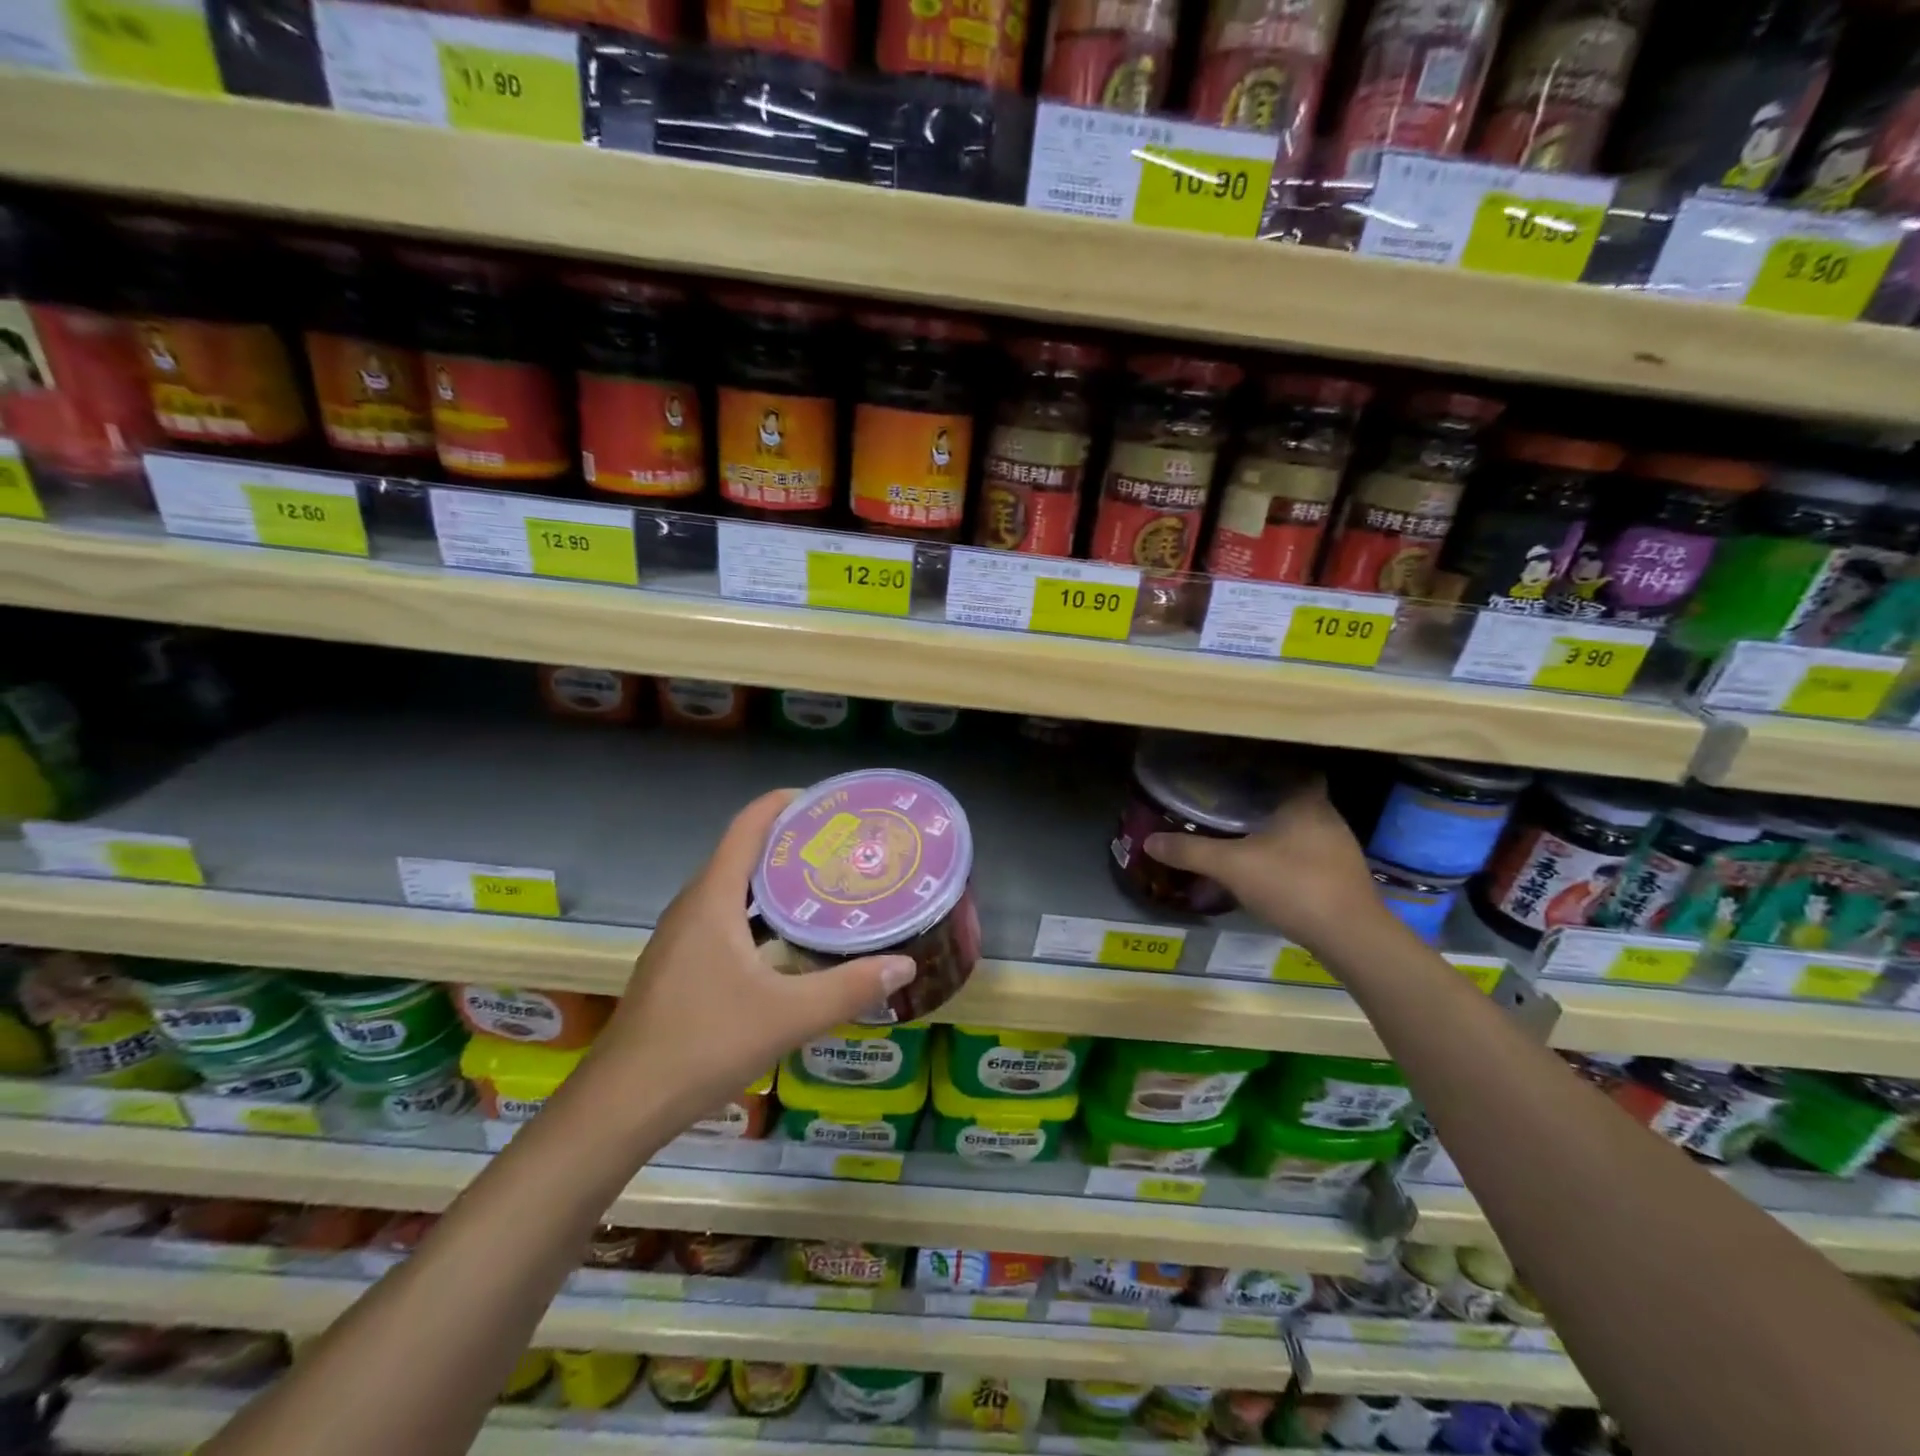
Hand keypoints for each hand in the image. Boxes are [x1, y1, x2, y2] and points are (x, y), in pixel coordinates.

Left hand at [580, 789, 916, 1132]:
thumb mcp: (787, 1016)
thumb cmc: (703, 1045)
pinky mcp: (680, 964)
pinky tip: (789, 940)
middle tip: (843, 847)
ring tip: (825, 885)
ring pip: (733, 888)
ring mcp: (681, 936)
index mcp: (713, 899)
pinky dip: (759, 913)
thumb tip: (905, 964)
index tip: (830, 804)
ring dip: (775, 880)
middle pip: (743, 852)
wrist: (621, 1105)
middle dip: (792, 842)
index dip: (786, 804)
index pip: (748, 826)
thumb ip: (849, 988)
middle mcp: (694, 906)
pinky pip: (724, 917)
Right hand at [1144, 776, 1384, 949]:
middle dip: (1263, 800)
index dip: (1264, 767)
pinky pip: (1307, 854)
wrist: (1351, 937)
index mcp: (1305, 800)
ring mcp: (1339, 848)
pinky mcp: (1343, 876)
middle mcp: (1327, 817)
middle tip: (1228, 801)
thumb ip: (1191, 852)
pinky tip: (1265, 868)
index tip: (1236, 771)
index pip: (1290, 767)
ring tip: (1240, 833)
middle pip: (1292, 797)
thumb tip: (1149, 840)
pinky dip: (1286, 856)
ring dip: (1275, 830)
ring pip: (1300, 828)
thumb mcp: (1232, 866)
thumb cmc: (1293, 885)